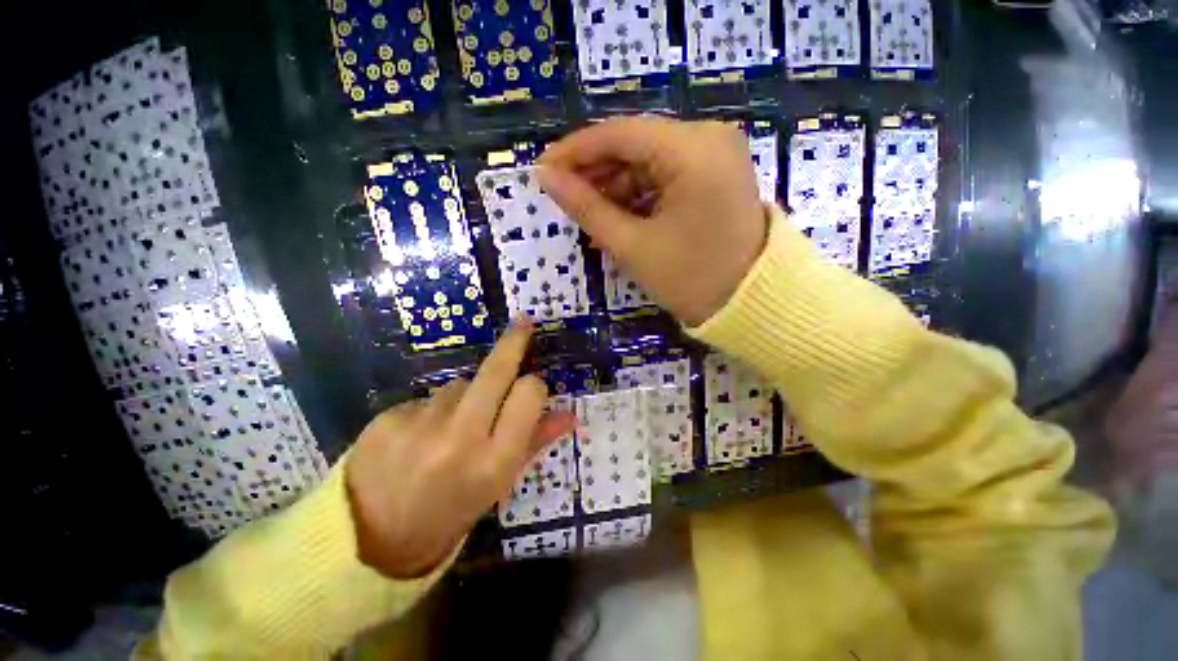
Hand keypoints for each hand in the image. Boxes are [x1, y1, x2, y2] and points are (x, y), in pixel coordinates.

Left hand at [345, 320, 575, 578]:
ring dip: (465, 395)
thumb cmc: (452, 509)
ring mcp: (422, 425)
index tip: (531, 385)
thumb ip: (535, 442)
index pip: (529, 394)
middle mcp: (462, 438)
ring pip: (460, 383)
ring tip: (448, 428)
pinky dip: (432, 409)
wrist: (373, 537)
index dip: (534, 384)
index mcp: (496, 460)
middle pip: (496, 371)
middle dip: (514, 341)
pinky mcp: (390, 416)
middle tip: (524, 323)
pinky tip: (418, 435)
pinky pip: (427, 397)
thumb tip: (570, 415)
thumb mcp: (499, 483)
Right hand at [538, 117, 767, 325]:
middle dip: (596, 170)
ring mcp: (717, 153)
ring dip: (616, 184)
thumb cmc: (690, 279)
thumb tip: (546, 177)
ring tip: (589, 213)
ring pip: (650, 158)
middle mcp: (709, 136)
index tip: (542, 170)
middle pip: (635, 143)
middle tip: (564, 197)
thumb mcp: (632, 245)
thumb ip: (586, 207)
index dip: (575, 151)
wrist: (750, 304)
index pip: (619, 134)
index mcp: (693, 149)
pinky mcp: (717, 172)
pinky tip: (619, 215)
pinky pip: (667, 173)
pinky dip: (640, 192)